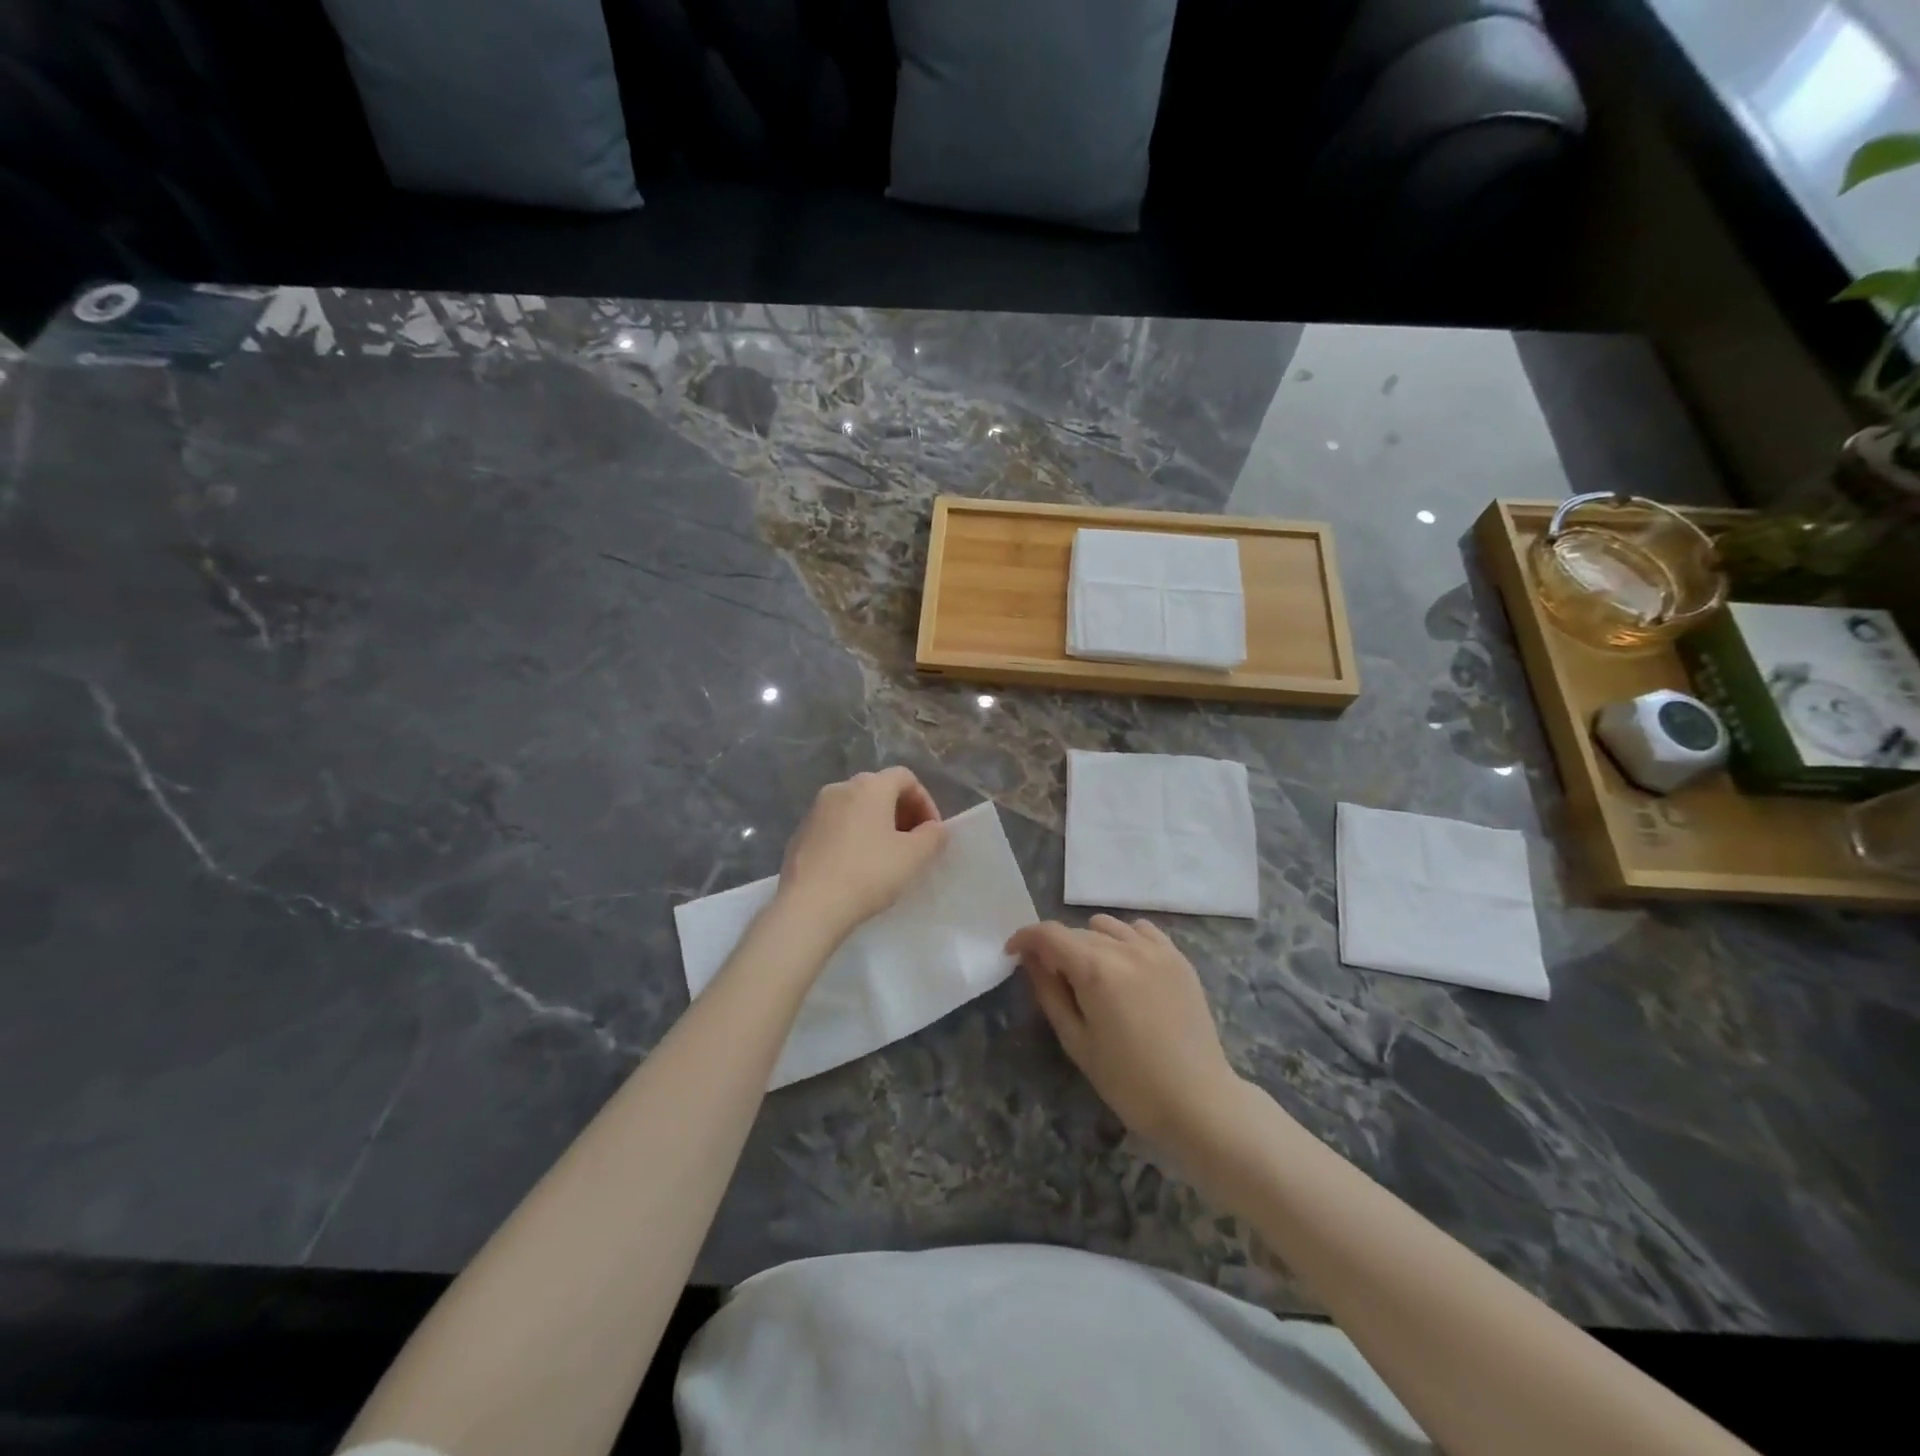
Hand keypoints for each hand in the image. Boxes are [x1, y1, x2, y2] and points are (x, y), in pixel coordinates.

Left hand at [776, 767, 948, 937]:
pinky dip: (852, 837)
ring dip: (876, 825)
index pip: (905, 778)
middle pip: (879, 789)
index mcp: (870, 786)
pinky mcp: (800, 834)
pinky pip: (835, 826)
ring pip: (855, 808)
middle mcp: (840, 788)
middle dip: (901, 813)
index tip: (931, 832)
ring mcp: (815, 810)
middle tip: (912, 844)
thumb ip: (933, 836)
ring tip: (885, 857)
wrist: (809, 905)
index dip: (925, 802)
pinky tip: (856, 867)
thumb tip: (934, 828)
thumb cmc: (868, 874)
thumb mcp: (914, 857)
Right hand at [1008, 915, 1243, 1146]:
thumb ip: (1049, 992)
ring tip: (1093, 976)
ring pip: (1107, 926)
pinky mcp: (1178, 958)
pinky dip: (1124, 940)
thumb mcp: (1076, 1041)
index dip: (1024, 938)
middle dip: (1056, 949)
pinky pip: (1140, 930)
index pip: (1048, 934)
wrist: (1198, 1101)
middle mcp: (1125, 947)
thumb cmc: (1128, 1081)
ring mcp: (1156, 949)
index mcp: (1096, 969)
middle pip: (1076, 932)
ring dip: (1090, 942)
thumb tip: (1030, 959)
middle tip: (1053, 981)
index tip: (1012, 954)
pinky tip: (1125, 968)